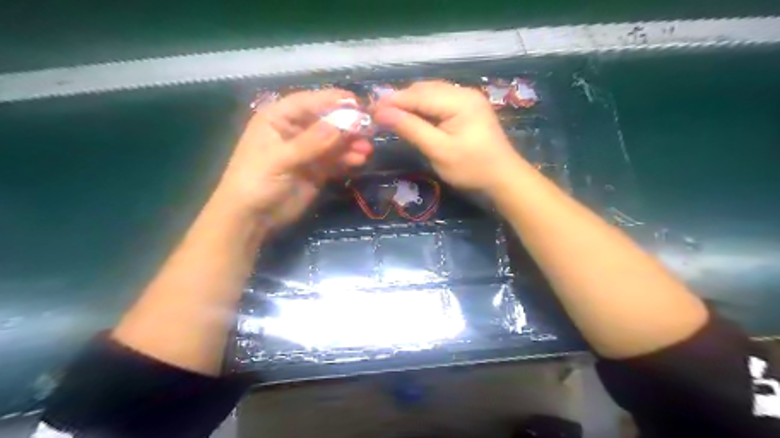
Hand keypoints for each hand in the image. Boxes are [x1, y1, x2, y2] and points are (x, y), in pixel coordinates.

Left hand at [212, 91, 370, 230]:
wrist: (252, 218)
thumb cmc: (255, 182)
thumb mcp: (280, 159)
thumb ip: (311, 143)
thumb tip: (343, 124)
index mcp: (277, 118)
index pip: (308, 102)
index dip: (332, 100)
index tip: (357, 103)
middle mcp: (294, 130)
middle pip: (326, 121)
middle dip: (347, 124)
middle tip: (369, 129)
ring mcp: (307, 151)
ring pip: (334, 141)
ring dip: (351, 143)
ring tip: (367, 149)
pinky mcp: (317, 169)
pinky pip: (336, 159)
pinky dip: (348, 158)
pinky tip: (360, 160)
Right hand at [372, 79, 523, 194]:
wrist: (504, 179)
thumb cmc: (472, 168)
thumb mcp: (439, 150)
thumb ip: (411, 129)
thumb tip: (382, 113)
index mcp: (458, 100)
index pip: (418, 95)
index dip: (392, 101)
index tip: (370, 110)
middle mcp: (463, 93)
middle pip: (424, 90)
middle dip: (400, 100)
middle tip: (378, 114)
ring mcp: (468, 100)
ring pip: (431, 94)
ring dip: (411, 103)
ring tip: (391, 116)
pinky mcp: (468, 109)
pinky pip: (440, 102)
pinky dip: (423, 108)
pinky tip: (413, 117)